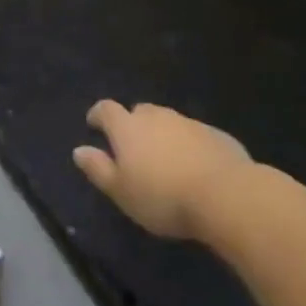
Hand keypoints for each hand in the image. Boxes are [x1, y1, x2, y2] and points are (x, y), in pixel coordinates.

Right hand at [73, 100, 251, 239]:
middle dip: (133, 124)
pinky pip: (195, 135)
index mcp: (128, 127)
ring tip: (166, 160)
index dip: (98, 115)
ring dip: (163, 134)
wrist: (226, 195)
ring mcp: (189, 123)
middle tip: (133, 148)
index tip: (94, 125)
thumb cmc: (163, 196)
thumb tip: (79, 150)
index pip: (106, 109)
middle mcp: (156, 117)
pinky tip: (195, 167)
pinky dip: (189, 145)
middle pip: (139, 111)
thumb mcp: (121, 191)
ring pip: (169, 122)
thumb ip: (98, 169)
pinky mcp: (217, 135)